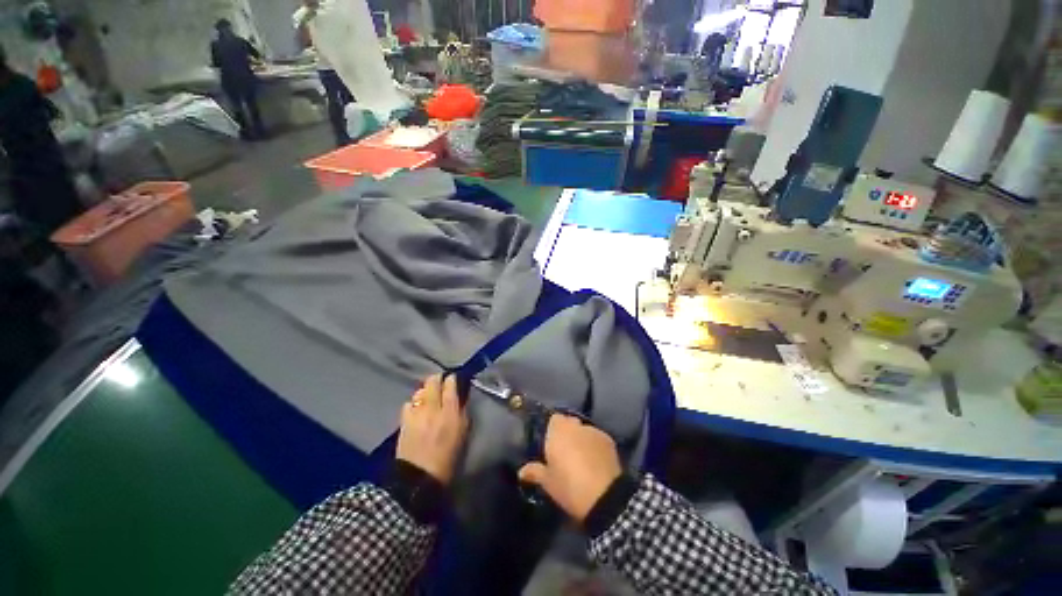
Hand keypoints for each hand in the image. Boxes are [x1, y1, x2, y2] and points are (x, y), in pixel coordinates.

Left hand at [396, 375, 468, 485]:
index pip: (450, 385)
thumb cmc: (447, 458)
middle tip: (440, 382)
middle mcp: (433, 408)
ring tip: (428, 395)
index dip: (452, 379)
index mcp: (450, 412)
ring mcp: (416, 413)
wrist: (419, 478)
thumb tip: (461, 399)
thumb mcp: (463, 434)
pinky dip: (413, 403)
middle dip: (437, 378)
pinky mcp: (404, 421)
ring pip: (419, 390)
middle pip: (432, 382)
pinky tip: (416, 409)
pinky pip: (408, 403)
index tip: (454, 379)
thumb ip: (462, 413)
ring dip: (425, 390)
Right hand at [518, 415, 622, 522]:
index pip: (553, 419)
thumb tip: (522, 471)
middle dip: (567, 433)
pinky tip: (595, 461)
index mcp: (558, 430)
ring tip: (582, 457)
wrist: (605, 496)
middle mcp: (576, 425)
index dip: (552, 429)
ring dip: (581, 438)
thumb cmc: (569, 486)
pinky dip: (594, 445)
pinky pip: (597, 438)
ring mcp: (593, 430)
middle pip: (569, 422)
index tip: (551, 443)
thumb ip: (535, 472)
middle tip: (564, 451)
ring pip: (584, 430)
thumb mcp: (548, 482)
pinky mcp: (608, 439)